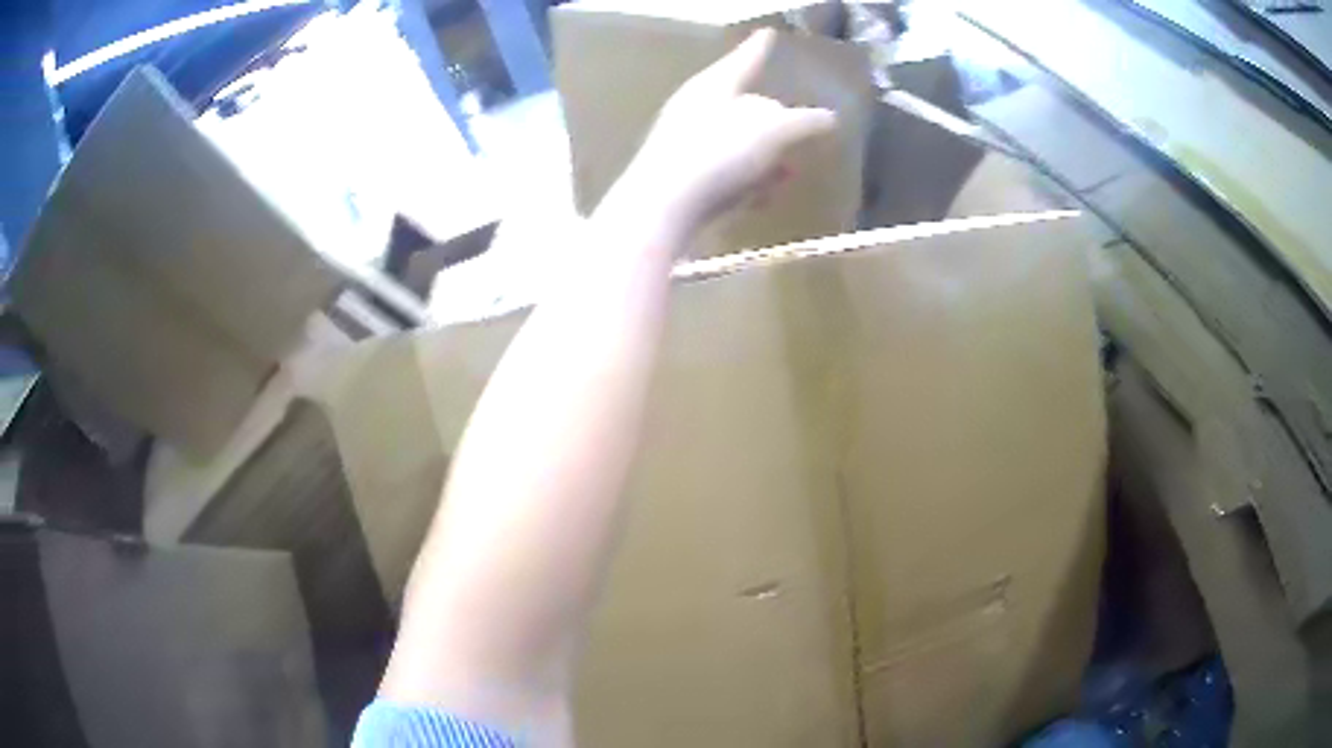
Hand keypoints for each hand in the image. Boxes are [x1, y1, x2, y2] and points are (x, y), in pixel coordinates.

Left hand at [599, 29, 837, 240]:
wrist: (663, 207)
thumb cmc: (719, 153)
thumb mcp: (774, 131)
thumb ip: (804, 122)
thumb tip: (828, 118)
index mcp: (714, 85)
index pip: (745, 59)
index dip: (760, 47)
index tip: (768, 32)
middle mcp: (696, 108)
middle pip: (741, 104)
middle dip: (770, 115)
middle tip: (795, 122)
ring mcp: (686, 145)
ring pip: (734, 142)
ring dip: (764, 154)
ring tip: (789, 170)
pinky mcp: (683, 180)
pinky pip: (724, 173)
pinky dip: (747, 180)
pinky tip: (763, 198)